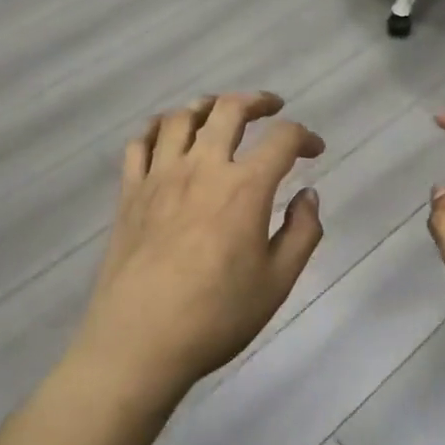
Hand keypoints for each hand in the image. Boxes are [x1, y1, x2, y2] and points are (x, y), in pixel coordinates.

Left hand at [73, 92, 325, 402]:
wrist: (139, 343)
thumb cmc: (216, 316)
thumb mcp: (277, 282)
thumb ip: (302, 232)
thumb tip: (309, 195)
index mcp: (245, 188)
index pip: (283, 139)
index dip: (305, 137)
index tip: (315, 150)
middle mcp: (202, 168)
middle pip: (229, 109)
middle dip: (257, 101)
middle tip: (271, 107)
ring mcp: (160, 176)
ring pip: (181, 117)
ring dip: (206, 106)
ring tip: (219, 112)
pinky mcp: (129, 192)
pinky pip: (139, 143)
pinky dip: (156, 128)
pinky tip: (167, 134)